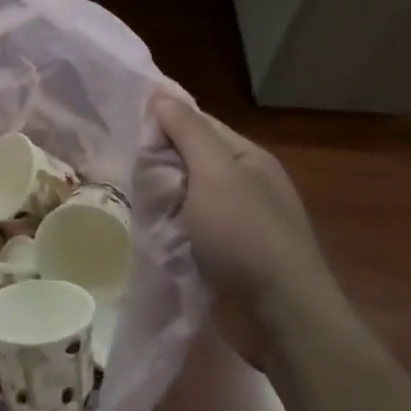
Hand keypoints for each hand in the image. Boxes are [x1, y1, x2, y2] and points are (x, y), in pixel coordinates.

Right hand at [153, 96, 344, 358]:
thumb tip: (160, 92)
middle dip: (160, 166)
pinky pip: (189, 231)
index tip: (130, 136)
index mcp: (248, 157)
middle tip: (130, 176)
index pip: (197, 124)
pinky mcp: (227, 258)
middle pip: (190, 160)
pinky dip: (170, 230)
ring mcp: (238, 224)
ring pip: (186, 197)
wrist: (280, 318)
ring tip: (134, 205)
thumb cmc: (246, 235)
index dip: (164, 124)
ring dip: (162, 201)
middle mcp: (246, 185)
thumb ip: (186, 130)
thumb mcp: (213, 172)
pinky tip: (150, 233)